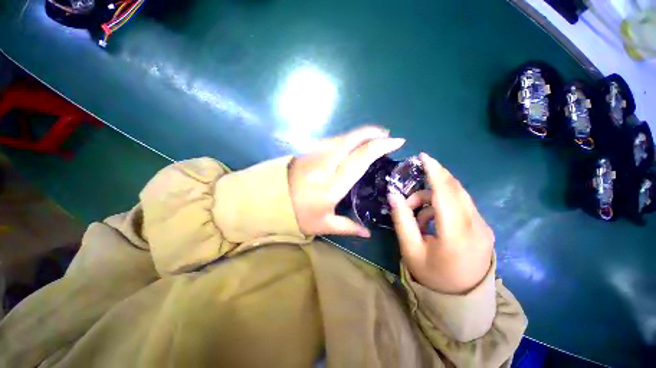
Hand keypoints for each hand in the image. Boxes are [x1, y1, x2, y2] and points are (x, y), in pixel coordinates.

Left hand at [289, 126, 404, 237]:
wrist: (267, 199)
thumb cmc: (296, 213)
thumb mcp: (323, 224)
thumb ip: (348, 227)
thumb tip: (368, 233)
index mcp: (334, 182)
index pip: (362, 156)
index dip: (382, 145)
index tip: (397, 141)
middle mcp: (327, 162)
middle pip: (354, 138)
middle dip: (373, 132)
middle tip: (387, 135)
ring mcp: (316, 152)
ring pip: (343, 136)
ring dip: (361, 134)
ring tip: (373, 137)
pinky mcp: (309, 150)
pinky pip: (334, 139)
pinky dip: (347, 138)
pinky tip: (352, 144)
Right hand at [388, 153, 493, 293]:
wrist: (462, 300)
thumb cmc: (432, 276)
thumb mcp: (410, 249)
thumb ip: (402, 219)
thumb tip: (393, 194)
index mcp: (456, 234)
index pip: (445, 193)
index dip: (434, 172)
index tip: (423, 156)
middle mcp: (476, 226)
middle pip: (455, 190)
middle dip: (431, 182)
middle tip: (411, 192)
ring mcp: (483, 227)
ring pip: (458, 196)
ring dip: (434, 196)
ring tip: (416, 213)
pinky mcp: (484, 228)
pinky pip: (462, 205)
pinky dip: (443, 205)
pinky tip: (431, 220)